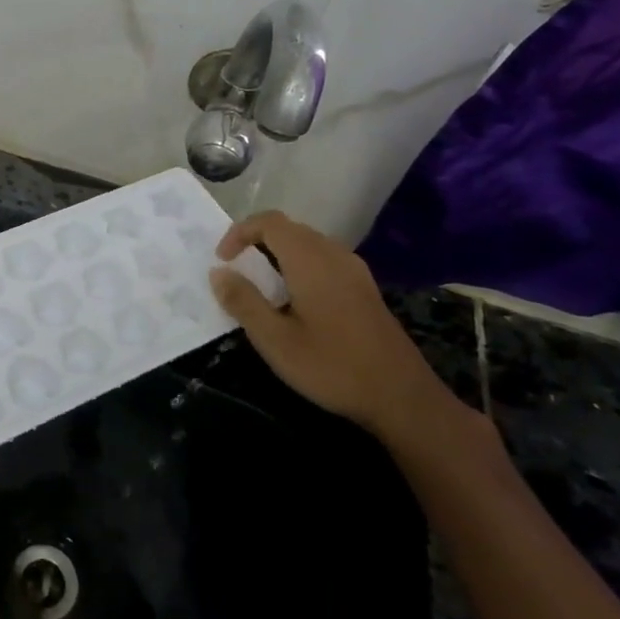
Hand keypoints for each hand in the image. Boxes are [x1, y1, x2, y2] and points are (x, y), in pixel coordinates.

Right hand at [209, 211, 447, 440]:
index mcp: (310, 260)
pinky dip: (298, 266)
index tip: (222, 261)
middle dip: (255, 242)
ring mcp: (354, 270)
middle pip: (289, 229)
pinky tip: (293, 302)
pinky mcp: (364, 288)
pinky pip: (323, 260)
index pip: (269, 222)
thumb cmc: (332, 366)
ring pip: (307, 243)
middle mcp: (334, 255)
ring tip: (259, 287)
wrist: (402, 396)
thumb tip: (218, 272)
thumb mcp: (275, 340)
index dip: (239, 232)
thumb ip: (243, 301)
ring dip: (277, 254)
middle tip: (235, 273)